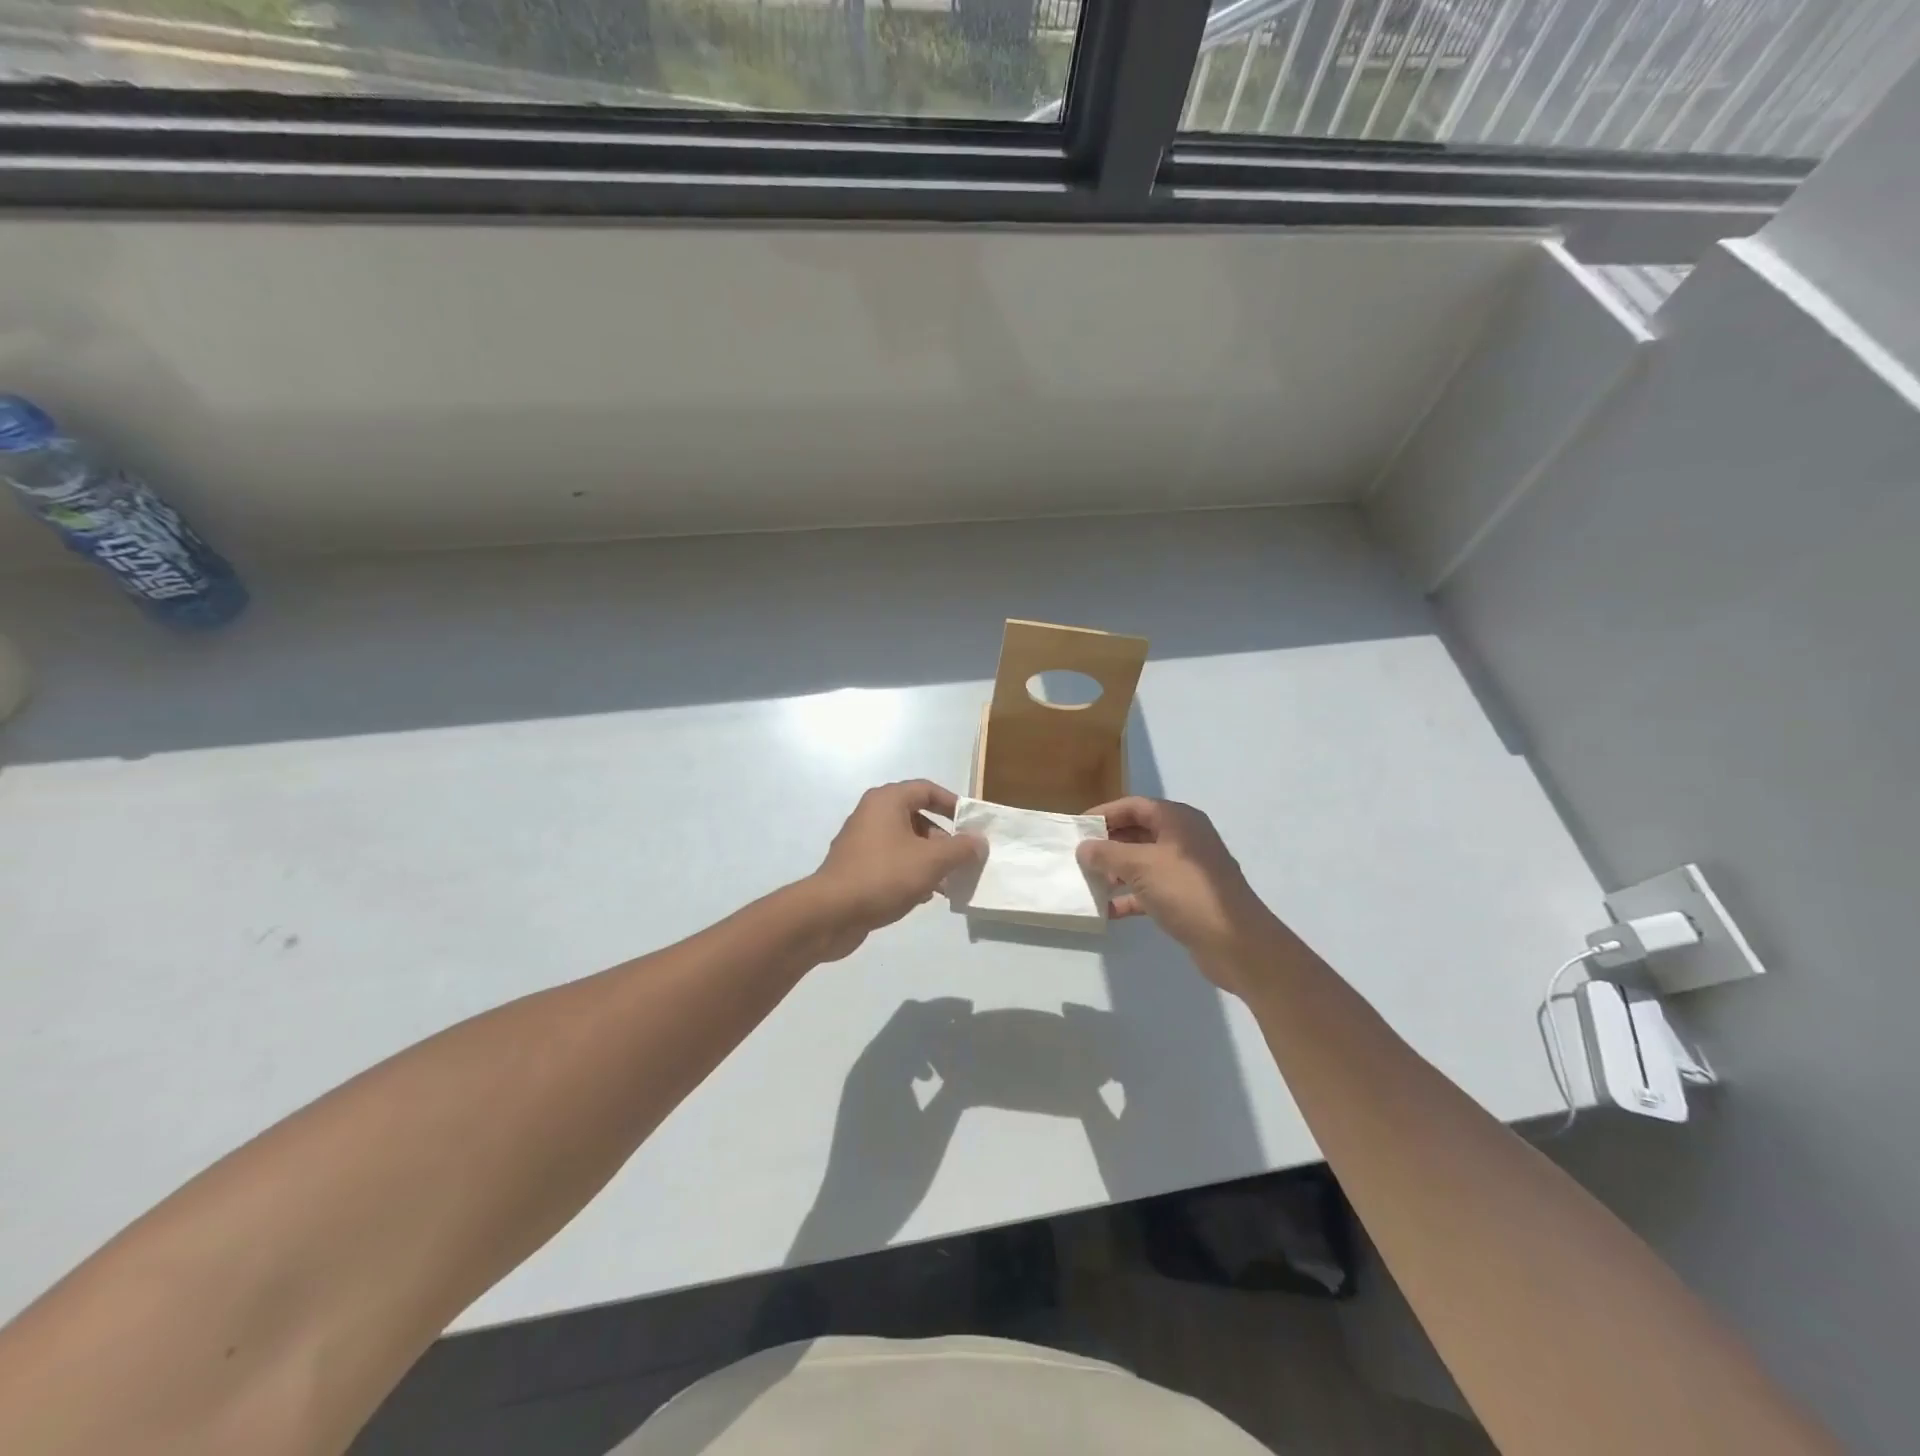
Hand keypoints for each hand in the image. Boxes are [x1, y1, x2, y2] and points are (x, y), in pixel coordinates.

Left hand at [807, 781, 985, 959]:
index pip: (927, 790)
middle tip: (962, 859)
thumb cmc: (884, 875)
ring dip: (929, 859)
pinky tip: (925, 895)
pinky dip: (910, 872)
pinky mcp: (856, 867)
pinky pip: (892, 862)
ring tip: (949, 882)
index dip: (953, 804)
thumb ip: (961, 848)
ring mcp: (861, 842)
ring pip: (905, 843)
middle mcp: (872, 814)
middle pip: (917, 817)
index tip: (972, 824)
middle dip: (943, 839)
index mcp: (887, 801)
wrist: (831, 913)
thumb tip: (979, 841)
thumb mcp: (932, 861)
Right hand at [1078, 797, 1280, 992]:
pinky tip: (1109, 910)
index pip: (1134, 806)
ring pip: (1144, 862)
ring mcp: (1187, 870)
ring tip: (1090, 883)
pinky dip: (1130, 896)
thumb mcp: (1140, 866)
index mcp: (1178, 820)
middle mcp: (1184, 839)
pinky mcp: (1187, 897)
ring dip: (1117, 871)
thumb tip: (1084, 847)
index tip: (1077, 828)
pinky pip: (1151, 889)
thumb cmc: (1186, 890)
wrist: (1234, 942)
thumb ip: (1107, 854)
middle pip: (1138, 833)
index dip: (1104, 814)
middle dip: (1108, 844)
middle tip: (1080, 857)